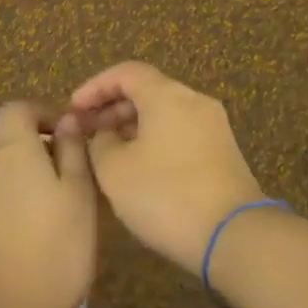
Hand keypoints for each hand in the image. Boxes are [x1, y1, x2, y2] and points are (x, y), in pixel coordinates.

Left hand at [0, 104, 97, 307]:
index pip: (17, 109)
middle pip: (6, 140)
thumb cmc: (53, 250)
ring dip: (23, 179)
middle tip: (69, 176)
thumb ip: (73, 151)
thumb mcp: (79, 195)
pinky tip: (32, 238)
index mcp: (10, 149)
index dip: (43, 114)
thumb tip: (67, 121)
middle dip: (36, 148)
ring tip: (55, 210)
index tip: (69, 136)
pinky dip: (9, 206)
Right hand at [69, 62, 264, 276]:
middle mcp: (194, 100)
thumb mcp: (116, 171)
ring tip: (109, 152)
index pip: (126, 72)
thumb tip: (105, 133)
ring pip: (165, 112)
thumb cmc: (166, 195)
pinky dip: (155, 138)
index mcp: (167, 94)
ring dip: (134, 125)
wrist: (234, 235)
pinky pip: (181, 131)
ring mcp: (213, 125)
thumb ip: (100, 143)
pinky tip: (140, 167)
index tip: (73, 110)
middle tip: (87, 132)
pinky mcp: (223, 151)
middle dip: (113, 107)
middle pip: (148, 90)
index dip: (95, 87)